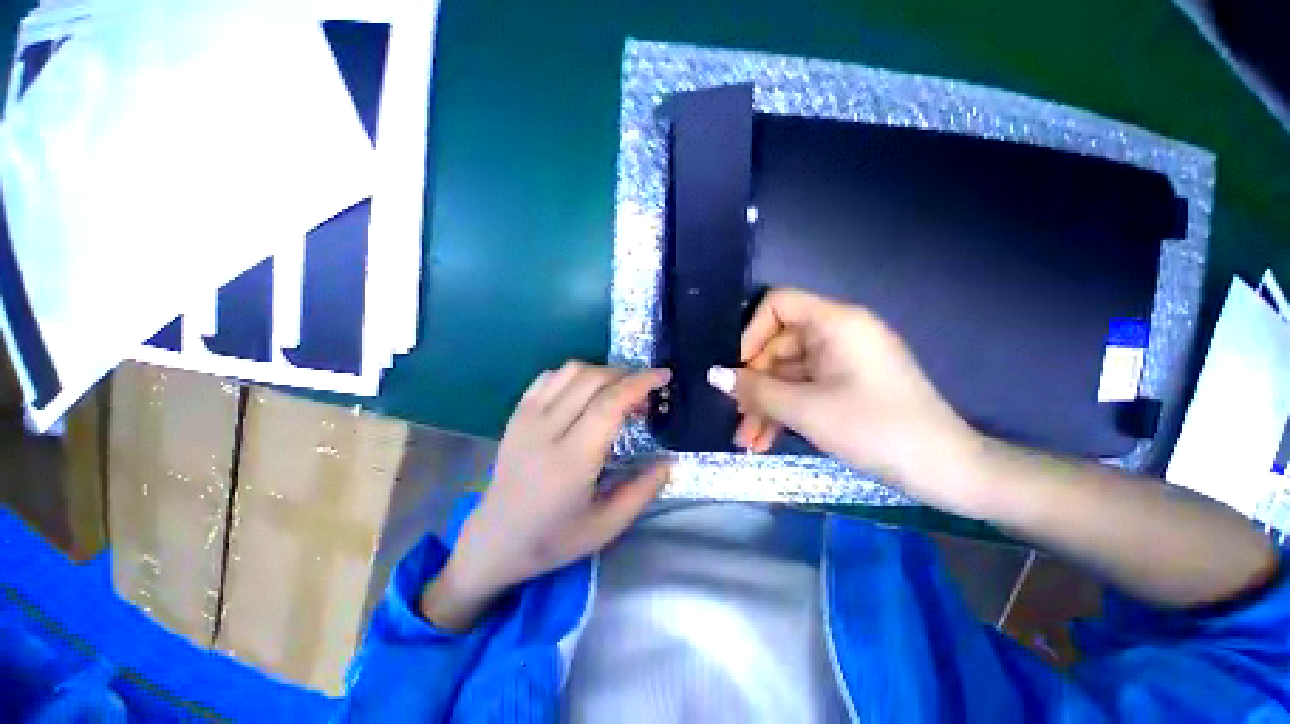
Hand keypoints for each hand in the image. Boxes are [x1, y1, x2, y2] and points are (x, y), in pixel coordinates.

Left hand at [421, 362, 671, 629]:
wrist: (494, 541)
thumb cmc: (553, 539)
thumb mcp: (606, 527)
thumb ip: (643, 491)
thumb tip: (671, 460)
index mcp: (572, 459)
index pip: (610, 403)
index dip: (641, 382)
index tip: (664, 375)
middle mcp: (547, 429)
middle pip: (593, 379)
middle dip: (627, 376)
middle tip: (643, 397)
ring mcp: (527, 418)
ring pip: (571, 371)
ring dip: (603, 372)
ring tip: (617, 393)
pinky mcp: (516, 414)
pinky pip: (549, 377)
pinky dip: (575, 375)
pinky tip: (584, 393)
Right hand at [712, 289, 981, 507]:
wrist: (946, 472)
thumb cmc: (876, 430)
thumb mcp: (806, 409)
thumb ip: (755, 389)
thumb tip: (713, 374)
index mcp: (835, 323)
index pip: (776, 305)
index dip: (750, 333)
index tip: (736, 370)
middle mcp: (836, 334)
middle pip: (776, 345)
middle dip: (753, 384)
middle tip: (736, 417)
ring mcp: (840, 361)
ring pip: (786, 373)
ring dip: (764, 405)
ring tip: (747, 441)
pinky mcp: (843, 384)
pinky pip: (802, 389)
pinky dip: (783, 411)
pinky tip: (765, 440)